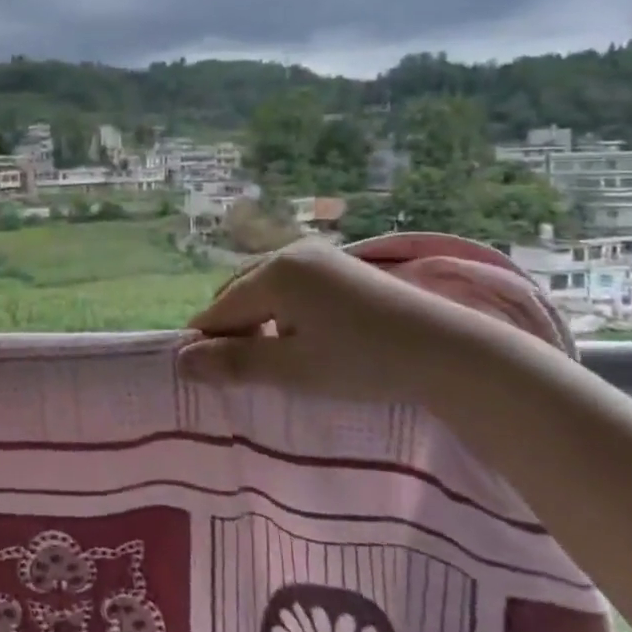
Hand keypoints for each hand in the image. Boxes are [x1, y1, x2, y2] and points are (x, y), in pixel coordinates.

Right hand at [178, 241, 521, 402]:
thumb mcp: (292, 369)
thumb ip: (234, 362)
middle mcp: (291, 253)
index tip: (207, 378)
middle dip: (231, 331)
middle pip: (238, 294)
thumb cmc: (363, 362)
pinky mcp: (341, 267)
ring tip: (274, 360)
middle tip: (244, 373)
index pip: (219, 309)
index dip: (207, 343)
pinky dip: (282, 312)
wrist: (451, 353)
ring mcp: (319, 257)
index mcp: (275, 272)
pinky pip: (291, 287)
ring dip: (257, 322)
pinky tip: (303, 341)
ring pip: (264, 290)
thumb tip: (181, 360)